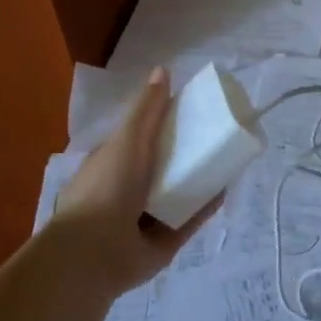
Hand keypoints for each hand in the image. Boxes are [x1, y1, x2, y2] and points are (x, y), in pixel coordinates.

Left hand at [50, 67, 220, 294]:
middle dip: (184, 155)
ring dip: (198, 181)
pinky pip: (189, 221)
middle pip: (161, 168)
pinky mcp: (163, 243)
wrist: (96, 251)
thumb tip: (163, 69)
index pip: (137, 140)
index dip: (160, 126)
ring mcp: (144, 220)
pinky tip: (225, 190)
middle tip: (213, 137)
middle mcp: (126, 191)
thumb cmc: (106, 187)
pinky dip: (205, 207)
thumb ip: (146, 109)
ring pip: (177, 195)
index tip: (188, 113)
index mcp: (110, 165)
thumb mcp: (126, 139)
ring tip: (225, 161)